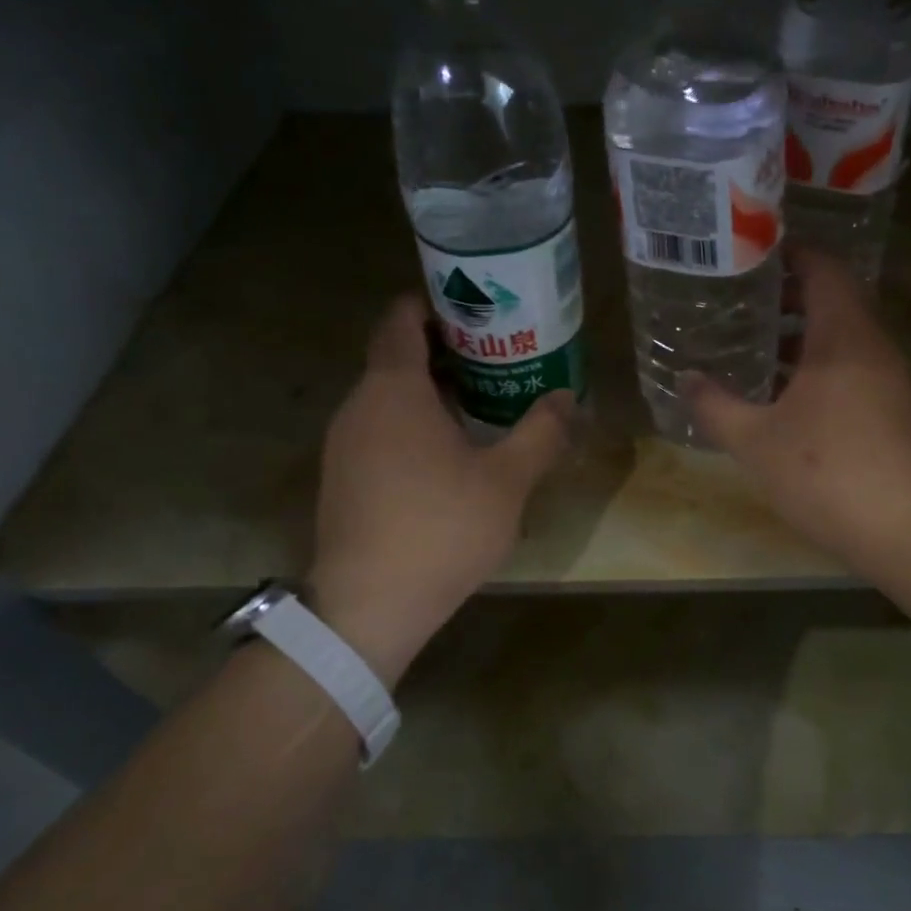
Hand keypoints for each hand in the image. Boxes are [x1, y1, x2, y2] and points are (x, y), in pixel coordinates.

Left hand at [309, 297, 573, 684]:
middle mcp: (358, 406)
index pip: (400, 320)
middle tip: (497, 358)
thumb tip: (568, 398)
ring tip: (481, 404)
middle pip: (396, 358)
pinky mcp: (342, 479)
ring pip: (387, 398)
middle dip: (445, 351)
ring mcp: (343, 444)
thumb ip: (541, 432)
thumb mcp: (507, 480)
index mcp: (394, 390)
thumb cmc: (441, 528)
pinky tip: (449, 455)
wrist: (369, 606)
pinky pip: (378, 430)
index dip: (432, 304)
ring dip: (430, 393)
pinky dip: (412, 424)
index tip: (473, 307)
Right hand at [684, 247, 910, 570]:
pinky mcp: (904, 416)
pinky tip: (794, 406)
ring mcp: (896, 383)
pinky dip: (825, 374)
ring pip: (848, 344)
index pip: (824, 269)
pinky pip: (859, 375)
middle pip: (837, 304)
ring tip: (761, 357)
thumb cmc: (827, 472)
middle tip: (744, 310)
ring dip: (807, 344)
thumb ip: (715, 407)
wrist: (910, 531)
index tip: (754, 258)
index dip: (791, 256)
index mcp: (844, 336)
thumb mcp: (755, 441)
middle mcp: (876, 349)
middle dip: (791, 303)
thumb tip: (685, 380)